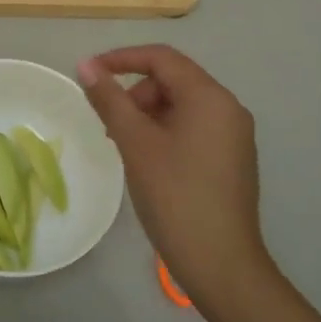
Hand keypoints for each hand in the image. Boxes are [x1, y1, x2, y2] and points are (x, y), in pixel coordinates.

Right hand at [77, 46, 273, 313]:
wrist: (221, 263)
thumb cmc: (174, 196)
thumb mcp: (135, 143)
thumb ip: (110, 100)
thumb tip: (86, 65)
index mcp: (209, 97)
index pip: (162, 58)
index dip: (122, 58)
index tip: (89, 73)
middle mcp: (228, 108)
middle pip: (173, 80)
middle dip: (135, 93)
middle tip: (108, 125)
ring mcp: (234, 135)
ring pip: (182, 105)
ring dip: (147, 114)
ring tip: (124, 146)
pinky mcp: (232, 159)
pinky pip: (193, 128)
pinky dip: (165, 131)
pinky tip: (148, 160)